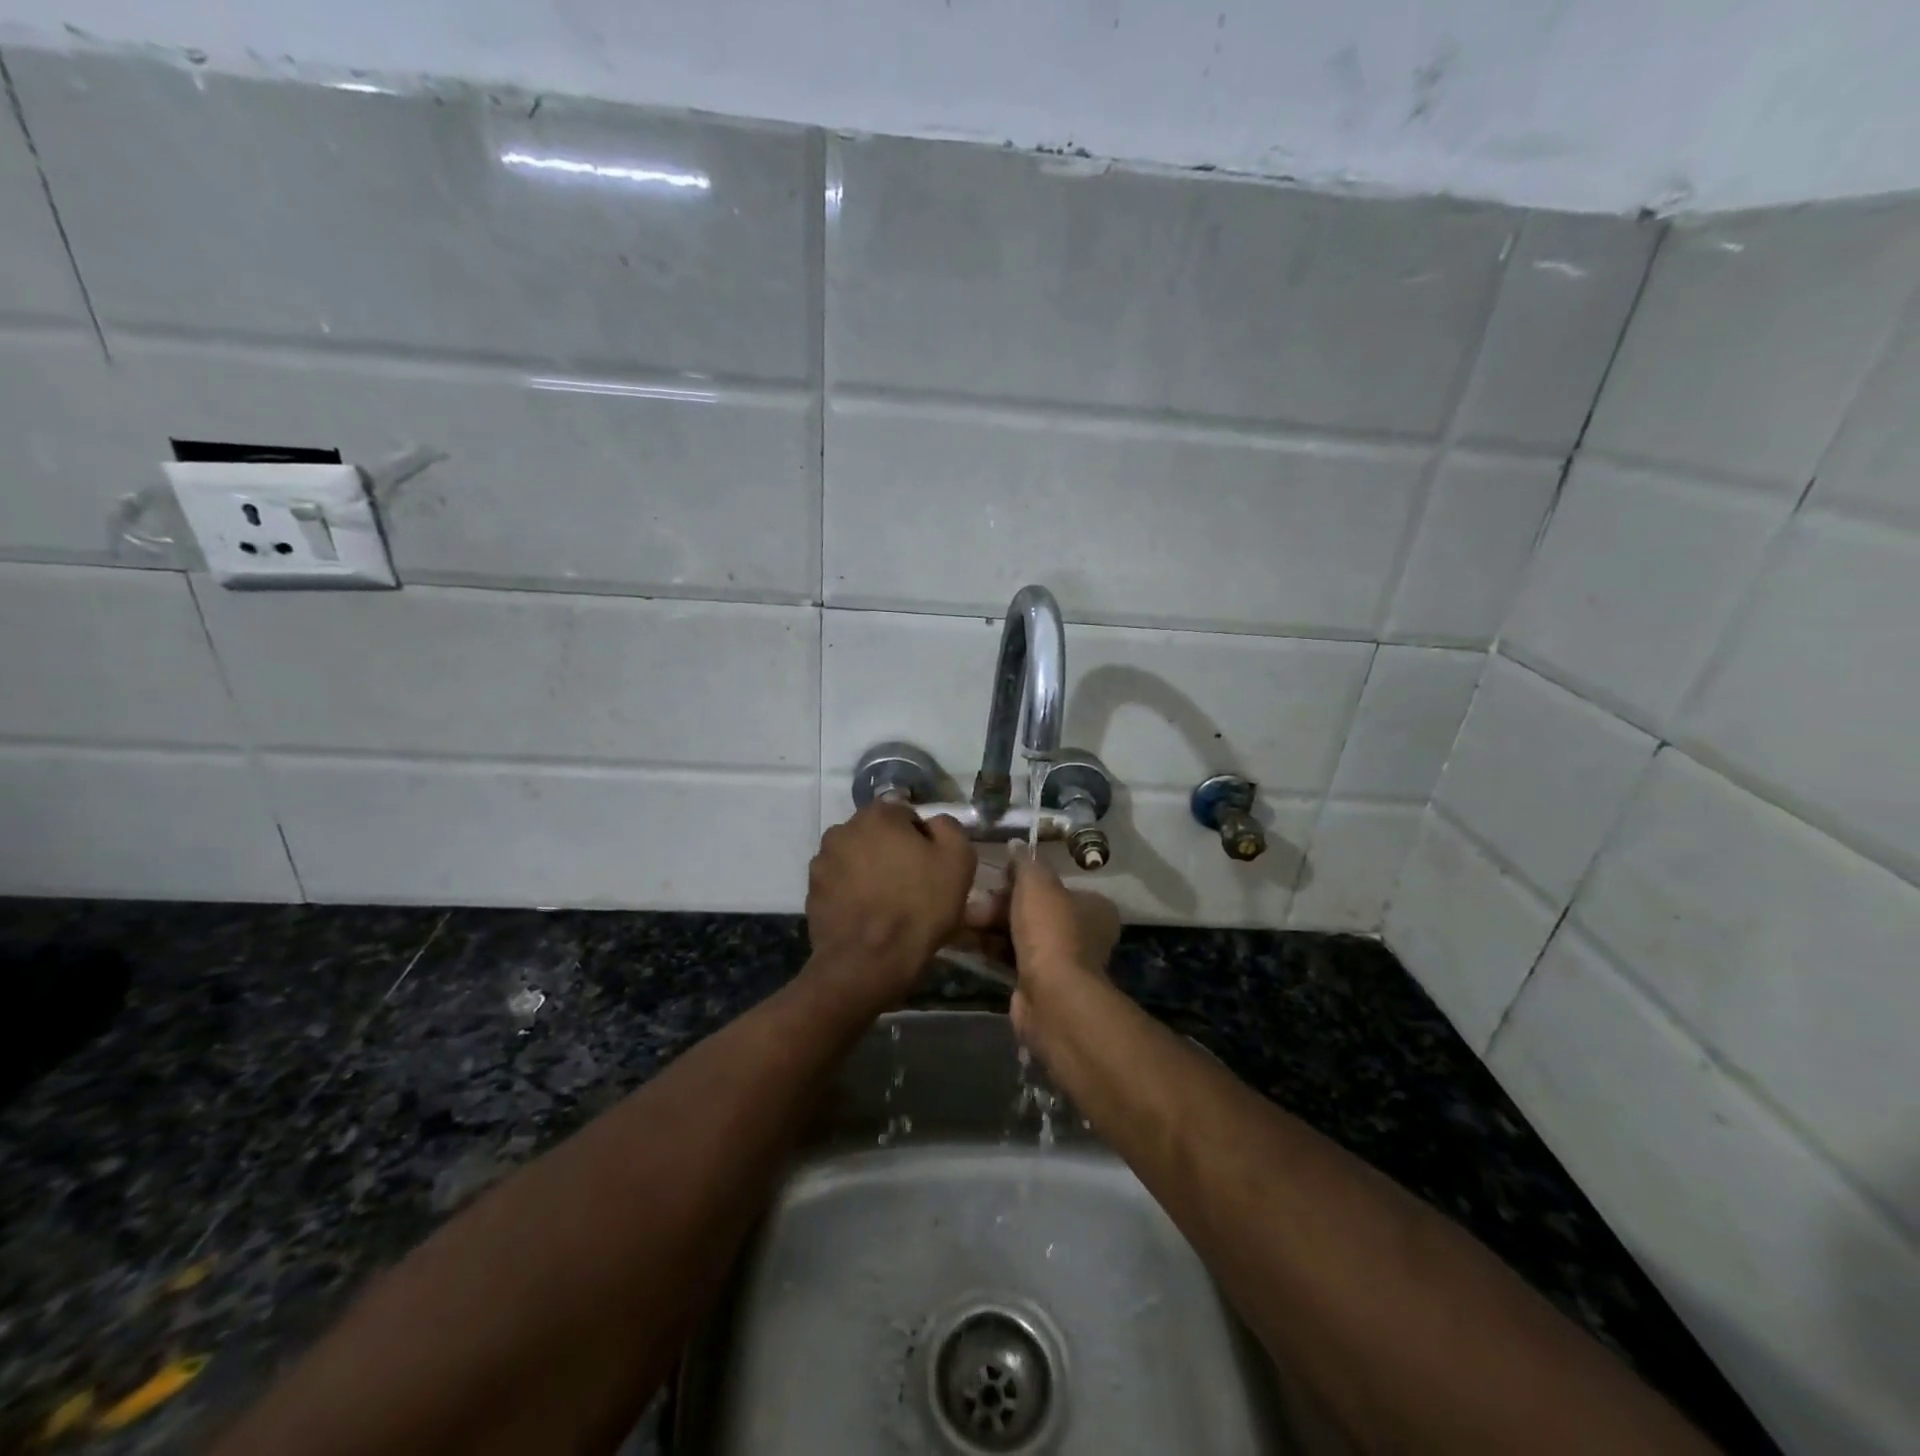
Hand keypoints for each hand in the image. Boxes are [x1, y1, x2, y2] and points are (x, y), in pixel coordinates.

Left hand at [805, 803, 976, 1008]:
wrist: (869, 961)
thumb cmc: (919, 906)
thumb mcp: (958, 860)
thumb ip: (949, 828)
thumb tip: (934, 824)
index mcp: (878, 815)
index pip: (906, 815)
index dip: (922, 839)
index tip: (931, 866)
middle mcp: (843, 829)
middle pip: (877, 835)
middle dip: (892, 852)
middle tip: (911, 885)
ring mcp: (822, 861)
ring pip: (855, 858)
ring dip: (869, 871)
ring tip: (886, 904)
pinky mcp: (811, 892)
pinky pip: (840, 885)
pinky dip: (852, 894)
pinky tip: (867, 917)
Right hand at [968, 851, 1119, 1048]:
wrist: (1052, 997)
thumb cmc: (1050, 931)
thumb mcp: (1037, 883)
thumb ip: (1025, 863)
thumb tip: (1016, 845)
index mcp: (1093, 907)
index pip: (1053, 885)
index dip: (1022, 880)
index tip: (996, 877)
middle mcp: (1081, 933)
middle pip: (1032, 910)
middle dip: (998, 906)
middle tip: (970, 903)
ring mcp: (1061, 961)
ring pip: (1018, 935)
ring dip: (988, 927)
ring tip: (957, 920)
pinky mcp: (1038, 984)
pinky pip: (1009, 958)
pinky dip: (988, 949)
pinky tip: (961, 941)